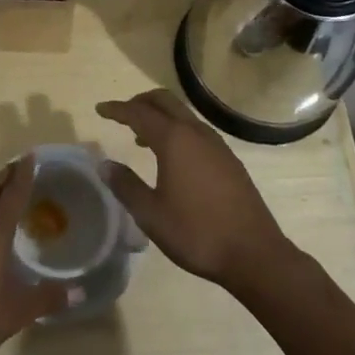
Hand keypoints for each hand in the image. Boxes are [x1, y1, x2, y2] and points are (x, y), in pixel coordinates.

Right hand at [96, 89, 294, 298]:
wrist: (254, 253)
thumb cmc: (196, 233)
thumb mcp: (151, 214)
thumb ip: (126, 186)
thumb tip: (105, 165)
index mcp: (174, 140)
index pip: (139, 113)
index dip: (117, 109)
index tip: (100, 109)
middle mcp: (196, 133)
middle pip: (165, 101)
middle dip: (141, 102)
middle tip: (122, 114)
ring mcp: (217, 144)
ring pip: (183, 114)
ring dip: (161, 116)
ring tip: (142, 138)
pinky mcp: (229, 159)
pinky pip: (196, 130)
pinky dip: (177, 130)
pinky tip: (173, 158)